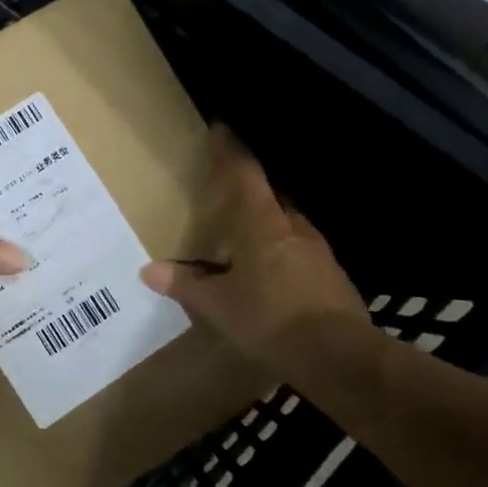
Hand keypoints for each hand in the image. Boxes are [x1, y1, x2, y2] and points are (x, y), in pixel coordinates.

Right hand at [140, 128, 373, 383]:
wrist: (338, 356)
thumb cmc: (270, 318)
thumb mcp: (218, 304)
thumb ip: (186, 284)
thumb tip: (150, 270)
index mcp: (263, 226)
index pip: (246, 177)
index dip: (232, 153)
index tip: (222, 130)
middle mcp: (294, 230)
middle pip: (272, 200)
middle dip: (252, 194)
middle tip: (230, 197)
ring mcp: (319, 254)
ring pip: (289, 227)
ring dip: (269, 227)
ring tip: (247, 240)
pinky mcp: (333, 278)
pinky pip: (301, 254)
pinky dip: (283, 255)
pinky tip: (271, 276)